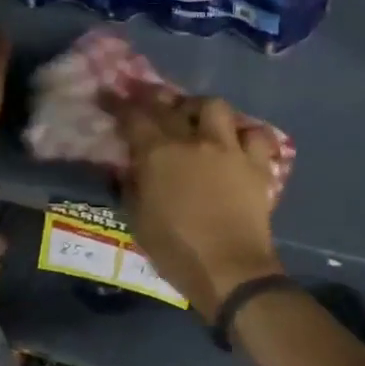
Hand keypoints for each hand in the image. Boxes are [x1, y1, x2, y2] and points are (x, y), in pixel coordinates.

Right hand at [108, 93, 282, 322]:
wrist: (230, 270)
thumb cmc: (176, 251)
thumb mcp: (138, 221)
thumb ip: (131, 186)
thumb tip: (130, 166)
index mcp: (159, 154)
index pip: (133, 117)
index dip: (118, 103)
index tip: (108, 95)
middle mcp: (193, 141)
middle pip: (170, 106)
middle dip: (154, 98)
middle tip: (148, 101)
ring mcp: (229, 149)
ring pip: (215, 106)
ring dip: (201, 108)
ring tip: (196, 119)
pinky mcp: (256, 164)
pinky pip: (254, 135)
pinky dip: (244, 135)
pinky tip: (237, 143)